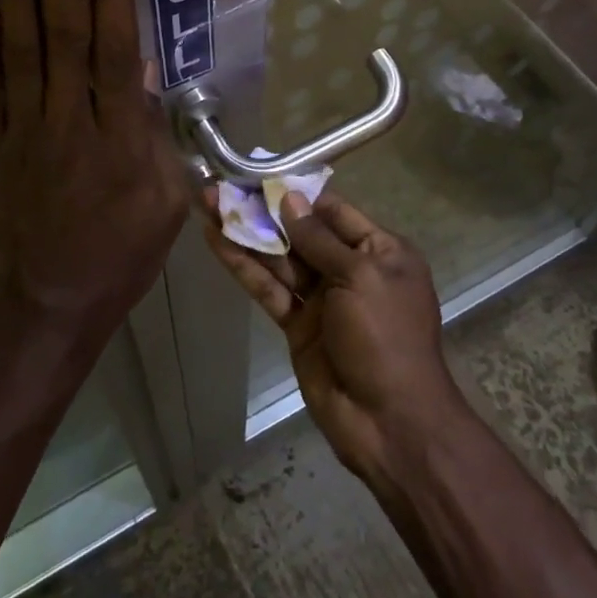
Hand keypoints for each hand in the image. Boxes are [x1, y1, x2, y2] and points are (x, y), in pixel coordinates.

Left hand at [0, 0, 188, 343]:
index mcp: (123, 137)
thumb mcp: (166, 199)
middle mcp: (71, 123)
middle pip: (66, 31)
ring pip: (21, 49)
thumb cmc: (121, 251)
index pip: (117, 45)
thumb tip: (144, 66)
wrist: (48, 307)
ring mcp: (21, 134)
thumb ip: (156, 132)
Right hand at [203, 189, 464, 487]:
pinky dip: (244, 266)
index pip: (333, 211)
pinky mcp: (297, 325)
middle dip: (263, 210)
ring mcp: (322, 299)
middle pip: (300, 232)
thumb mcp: (361, 277)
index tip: (260, 174)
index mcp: (380, 250)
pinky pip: (269, 288)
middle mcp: (350, 269)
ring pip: (279, 258)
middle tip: (221, 185)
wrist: (389, 422)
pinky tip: (217, 241)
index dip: (296, 193)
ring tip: (207, 203)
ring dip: (245, 232)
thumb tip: (291, 199)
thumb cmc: (386, 337)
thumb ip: (321, 239)